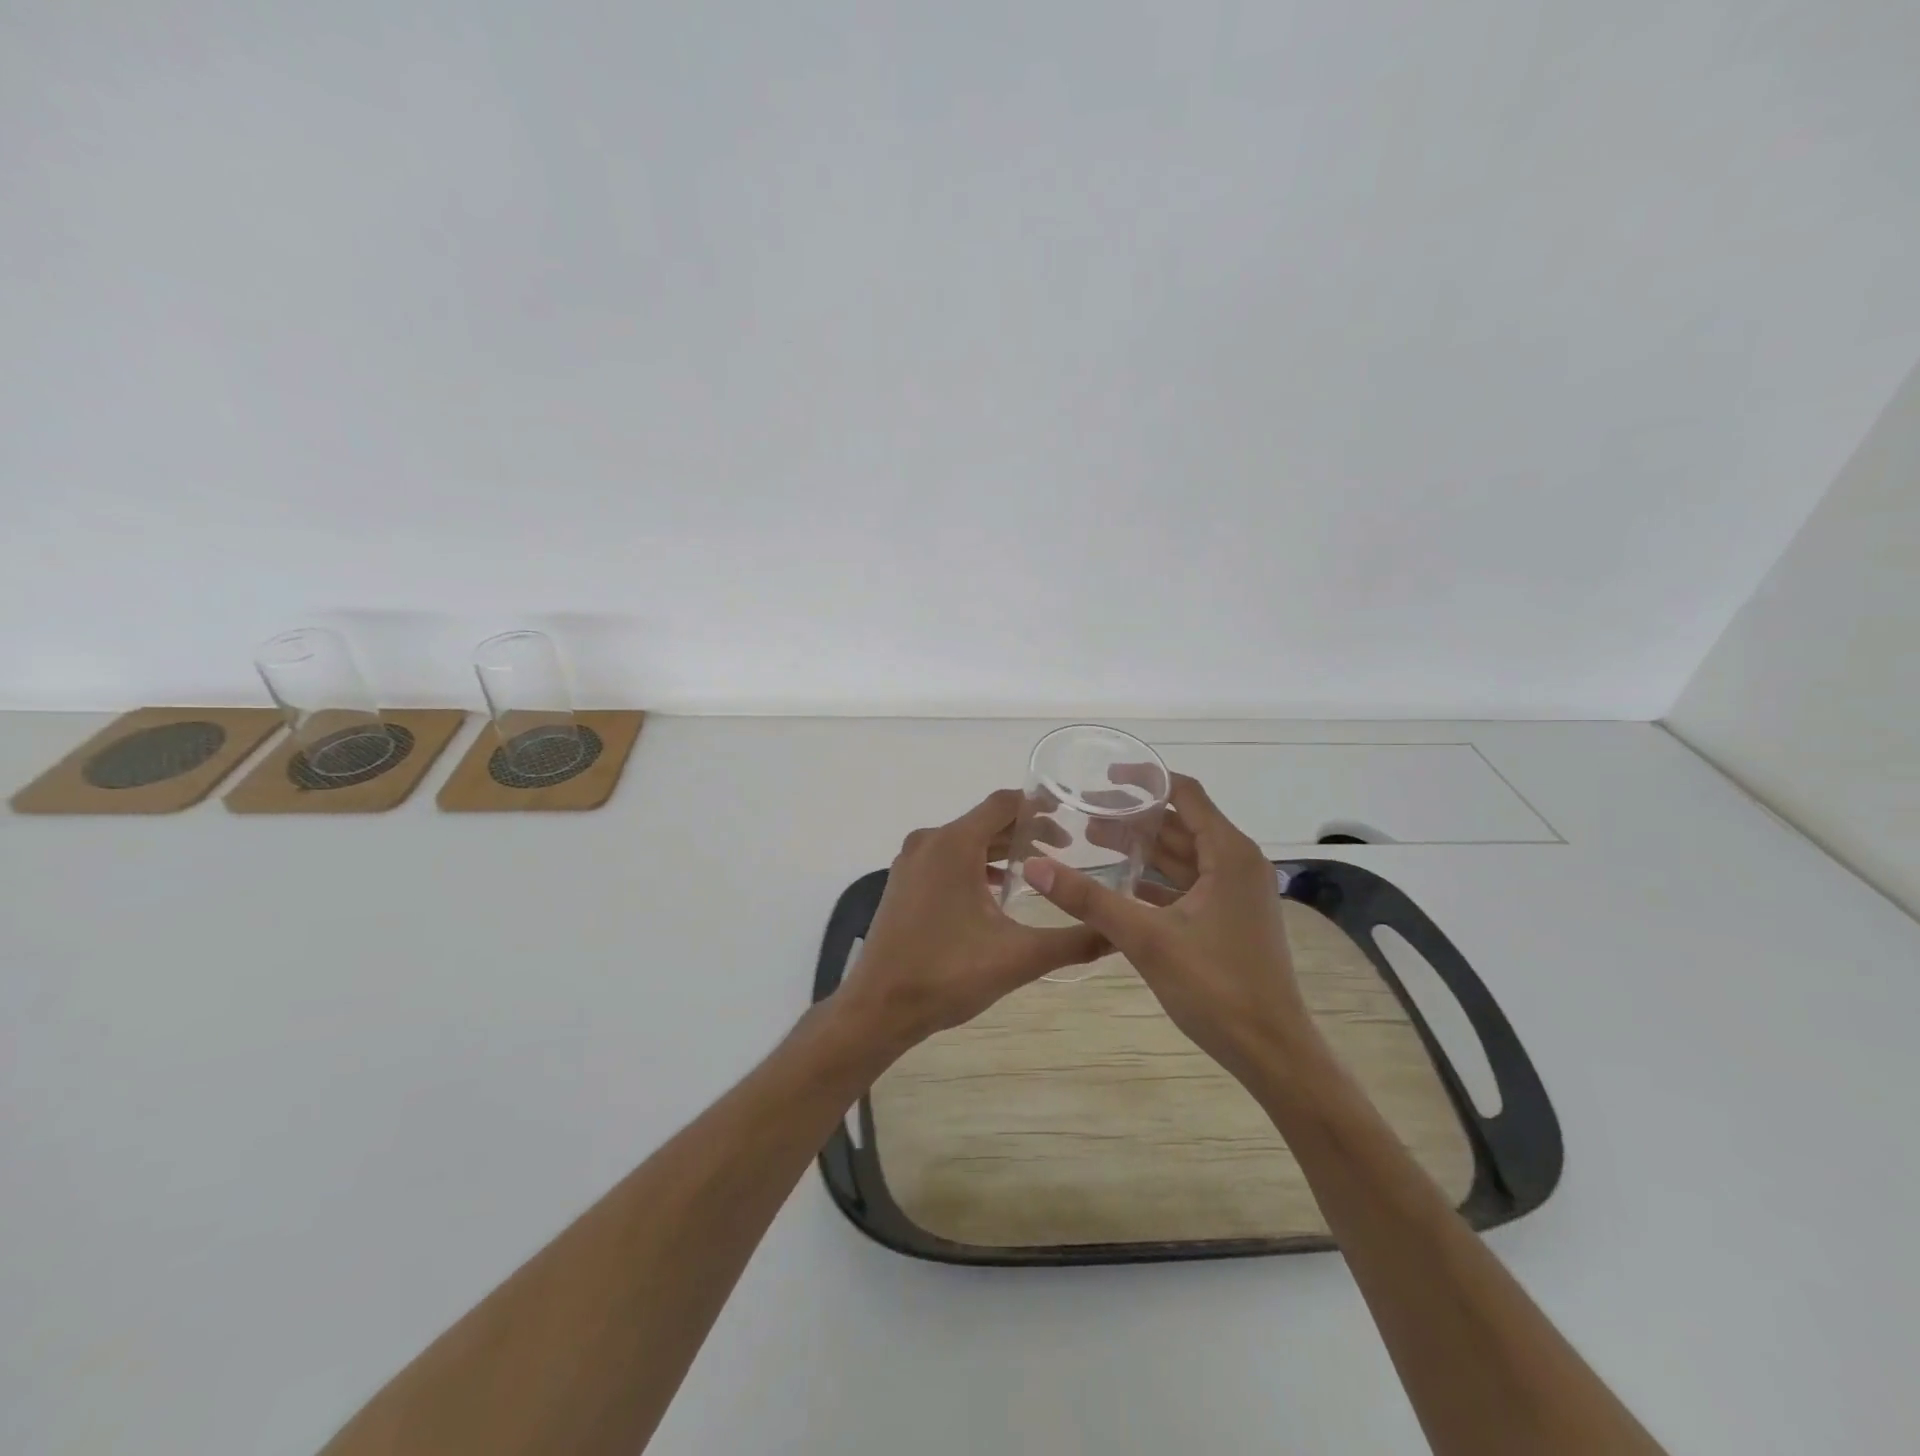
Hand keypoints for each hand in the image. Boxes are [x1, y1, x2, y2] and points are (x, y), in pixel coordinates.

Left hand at [837, 789, 1108, 1052]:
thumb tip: (1118, 934)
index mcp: (954, 844)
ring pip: (965, 841)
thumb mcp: (1018, 957)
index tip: (1072, 820)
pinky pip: (946, 859)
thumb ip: (1073, 941)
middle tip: (1065, 850)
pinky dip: (975, 865)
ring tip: (1038, 870)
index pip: (1003, 804)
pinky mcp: (903, 882)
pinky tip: (998, 891)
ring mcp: (911, 861)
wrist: (878, 1008)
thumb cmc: (947, 975)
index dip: (1039, 807)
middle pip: (985, 821)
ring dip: (1000, 850)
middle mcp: (929, 842)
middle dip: (1025, 832)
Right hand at [1022, 774, 1319, 1080]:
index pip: (1185, 793)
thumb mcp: (1146, 938)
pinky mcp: (1229, 919)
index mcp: (1228, 853)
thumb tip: (1035, 866)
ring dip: (1142, 848)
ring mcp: (1235, 893)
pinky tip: (1120, 884)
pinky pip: (1187, 884)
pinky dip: (1155, 879)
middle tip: (1083, 812)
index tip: (1103, 775)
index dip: (1145, 779)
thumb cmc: (1216, 987)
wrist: (1272, 1052)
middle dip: (1133, 816)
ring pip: (1182, 856)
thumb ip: (1089, 899)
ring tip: (1091, 841)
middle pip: (1180, 823)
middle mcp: (1237, 864)